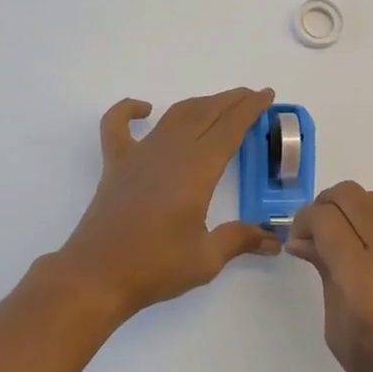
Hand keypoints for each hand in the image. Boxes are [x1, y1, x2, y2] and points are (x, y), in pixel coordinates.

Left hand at [51, 87, 280, 319]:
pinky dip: (128, 110)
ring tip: (218, 103)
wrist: (97, 276)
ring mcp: (140, 154)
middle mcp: (171, 151)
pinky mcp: (115, 164)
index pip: (230, 128)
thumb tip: (275, 240)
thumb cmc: (155, 266)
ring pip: (174, 115)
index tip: (266, 95)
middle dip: (231, 101)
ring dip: (199, 103)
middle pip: (206, 113)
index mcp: (197, 169)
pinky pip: (117, 125)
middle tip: (250, 96)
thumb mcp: (206, 258)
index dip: (250, 109)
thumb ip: (240, 240)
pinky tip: (143, 109)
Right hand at [287, 182, 372, 371]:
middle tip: (323, 234)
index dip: (304, 220)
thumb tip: (305, 240)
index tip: (301, 239)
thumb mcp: (338, 331)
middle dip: (328, 206)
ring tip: (358, 252)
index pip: (325, 218)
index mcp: (363, 278)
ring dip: (359, 218)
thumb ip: (324, 273)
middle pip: (351, 195)